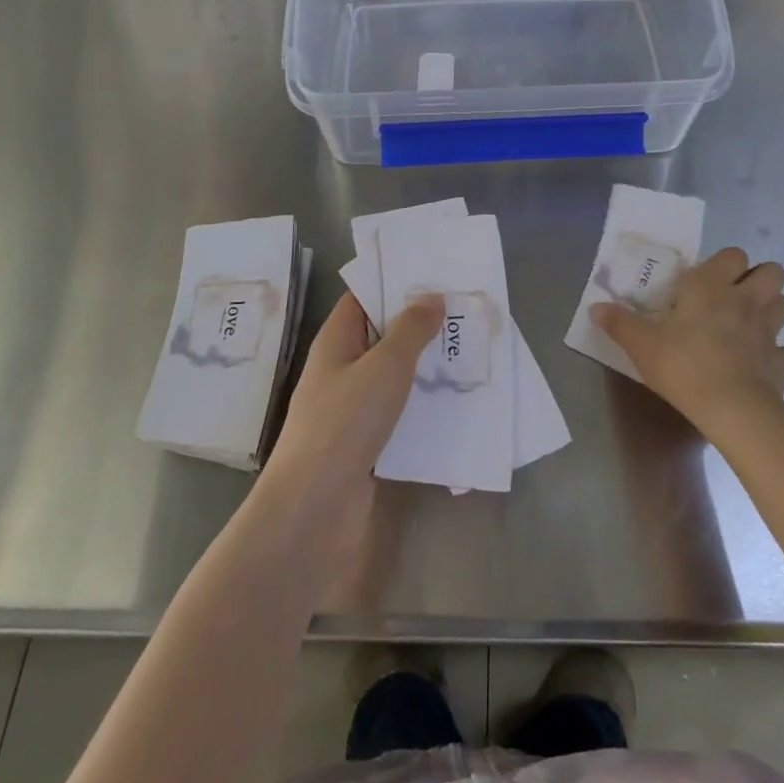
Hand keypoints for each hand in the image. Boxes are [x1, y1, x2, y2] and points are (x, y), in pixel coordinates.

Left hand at [259, 292, 440, 555]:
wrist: (314, 507)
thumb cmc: (345, 422)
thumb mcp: (384, 366)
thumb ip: (410, 330)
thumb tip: (431, 296)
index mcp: (336, 341)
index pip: (363, 298)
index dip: (394, 284)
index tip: (436, 275)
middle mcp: (341, 369)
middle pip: (380, 335)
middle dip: (419, 324)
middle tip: (465, 311)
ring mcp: (351, 408)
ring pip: (392, 375)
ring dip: (424, 365)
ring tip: (469, 350)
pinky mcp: (365, 442)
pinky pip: (397, 411)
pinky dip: (421, 403)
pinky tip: (454, 401)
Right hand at [592, 248, 783, 437]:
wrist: (732, 409)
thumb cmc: (683, 365)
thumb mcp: (641, 344)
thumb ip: (619, 323)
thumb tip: (595, 308)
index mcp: (712, 286)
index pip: (732, 254)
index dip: (724, 264)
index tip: (705, 282)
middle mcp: (746, 300)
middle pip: (773, 271)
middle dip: (758, 279)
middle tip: (733, 297)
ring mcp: (769, 331)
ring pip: (783, 304)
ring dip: (769, 309)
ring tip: (746, 325)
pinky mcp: (781, 363)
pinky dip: (775, 355)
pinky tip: (758, 364)